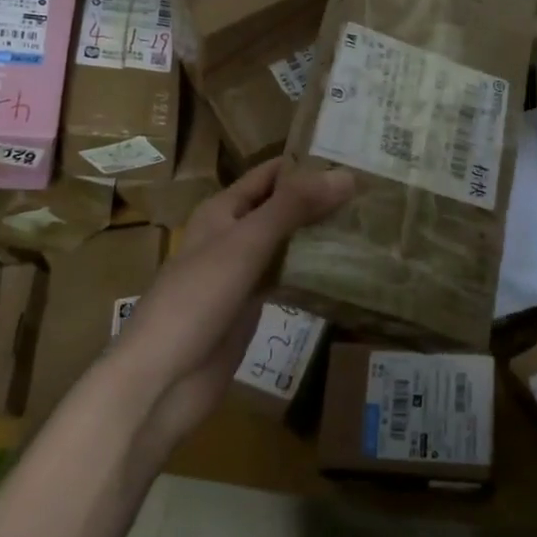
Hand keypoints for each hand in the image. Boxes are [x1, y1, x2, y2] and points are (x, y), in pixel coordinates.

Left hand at [102, 158, 353, 451]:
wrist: (162, 381)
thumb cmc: (197, 299)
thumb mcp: (247, 243)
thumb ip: (293, 207)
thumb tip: (346, 174)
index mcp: (223, 210)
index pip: (271, 174)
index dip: (307, 162)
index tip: (355, 155)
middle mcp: (232, 235)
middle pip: (282, 207)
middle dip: (320, 199)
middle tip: (374, 191)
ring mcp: (242, 273)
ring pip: (287, 243)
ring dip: (319, 234)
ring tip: (370, 223)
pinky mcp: (251, 307)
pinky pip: (287, 278)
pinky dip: (313, 270)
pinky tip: (347, 268)